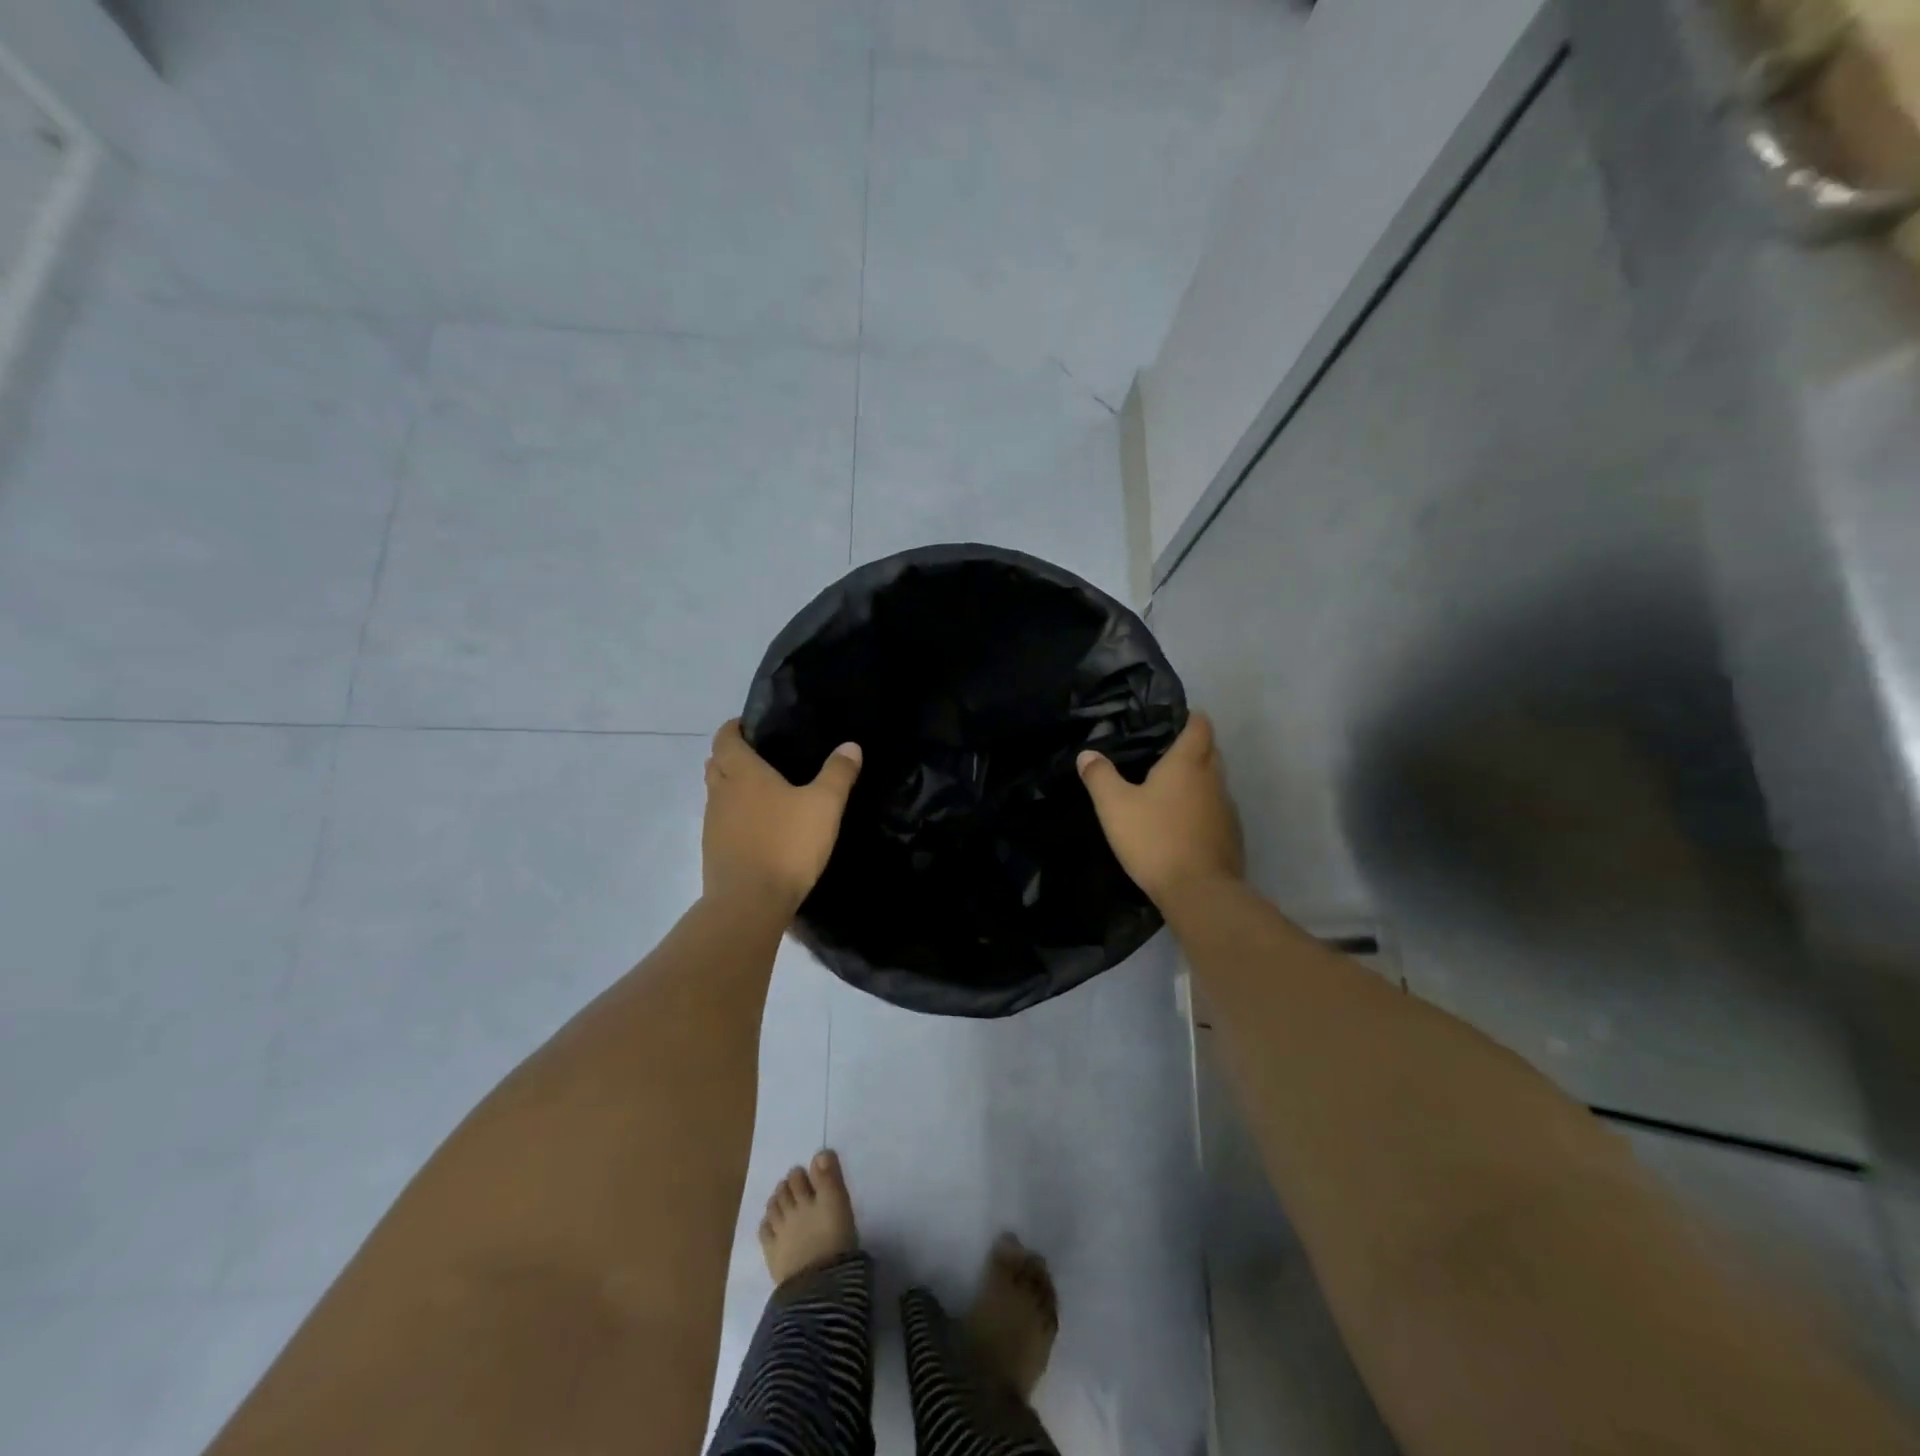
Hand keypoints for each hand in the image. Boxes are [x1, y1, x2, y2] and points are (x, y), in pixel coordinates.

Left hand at [703, 720, 861, 916]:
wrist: (750, 903)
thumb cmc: (787, 844)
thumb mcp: (824, 806)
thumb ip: (837, 774)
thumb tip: (850, 746)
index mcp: (743, 773)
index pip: (725, 738)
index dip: (735, 728)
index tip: (751, 726)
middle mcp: (721, 793)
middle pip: (716, 764)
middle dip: (733, 756)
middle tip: (763, 758)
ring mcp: (713, 824)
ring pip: (717, 794)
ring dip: (733, 788)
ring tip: (765, 794)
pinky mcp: (714, 852)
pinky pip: (722, 822)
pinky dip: (736, 817)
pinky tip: (761, 829)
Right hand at [1077, 712, 1243, 906]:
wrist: (1200, 892)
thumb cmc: (1155, 839)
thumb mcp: (1114, 806)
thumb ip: (1100, 776)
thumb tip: (1087, 754)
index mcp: (1188, 763)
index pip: (1200, 725)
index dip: (1189, 718)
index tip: (1171, 721)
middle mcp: (1214, 779)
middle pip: (1210, 751)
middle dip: (1192, 748)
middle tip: (1161, 755)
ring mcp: (1227, 809)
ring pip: (1214, 783)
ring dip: (1196, 782)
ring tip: (1167, 790)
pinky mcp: (1231, 836)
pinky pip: (1216, 811)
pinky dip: (1201, 809)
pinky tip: (1180, 824)